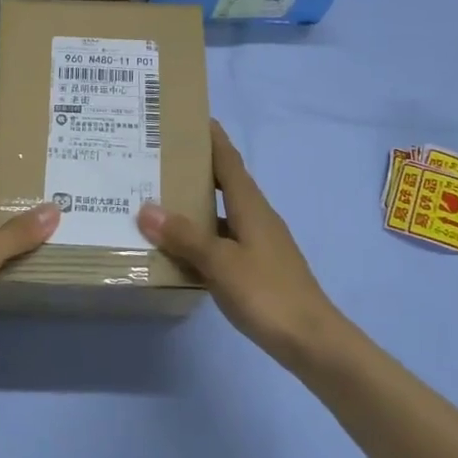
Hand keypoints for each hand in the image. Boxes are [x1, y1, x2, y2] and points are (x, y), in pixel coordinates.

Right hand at [138, 121, 344, 366]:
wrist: (311, 340)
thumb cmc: (266, 292)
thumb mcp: (220, 262)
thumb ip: (185, 236)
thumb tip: (146, 208)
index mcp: (251, 206)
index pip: (229, 161)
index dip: (213, 138)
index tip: (192, 117)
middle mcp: (257, 217)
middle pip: (225, 184)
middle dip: (197, 169)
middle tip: (160, 159)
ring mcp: (260, 243)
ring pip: (222, 214)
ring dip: (196, 206)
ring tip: (160, 201)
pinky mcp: (258, 267)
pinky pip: (224, 240)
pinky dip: (202, 237)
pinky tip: (181, 249)